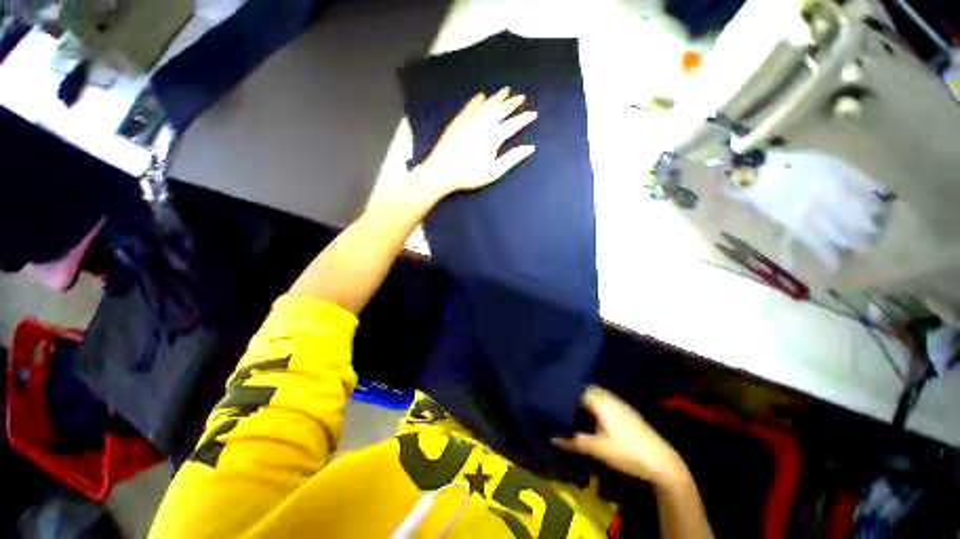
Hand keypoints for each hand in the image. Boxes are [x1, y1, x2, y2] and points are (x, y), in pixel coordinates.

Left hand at [416, 87, 536, 197]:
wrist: (442, 171)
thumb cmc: (470, 175)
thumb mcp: (494, 171)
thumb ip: (512, 158)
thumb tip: (530, 148)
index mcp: (494, 136)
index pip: (513, 124)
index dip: (524, 119)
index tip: (533, 114)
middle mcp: (483, 123)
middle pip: (501, 110)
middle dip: (512, 103)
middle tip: (521, 97)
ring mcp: (469, 120)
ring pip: (486, 104)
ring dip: (497, 97)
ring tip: (506, 90)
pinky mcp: (458, 121)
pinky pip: (470, 106)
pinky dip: (477, 100)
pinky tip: (481, 96)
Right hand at [555, 387, 689, 486]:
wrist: (661, 461)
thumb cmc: (626, 451)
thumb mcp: (596, 448)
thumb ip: (572, 441)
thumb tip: (551, 437)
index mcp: (599, 399)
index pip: (574, 388)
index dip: (561, 391)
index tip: (549, 397)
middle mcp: (607, 395)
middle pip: (583, 390)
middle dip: (570, 396)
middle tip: (556, 403)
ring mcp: (617, 402)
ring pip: (593, 396)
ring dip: (581, 401)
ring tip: (568, 409)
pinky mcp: (624, 411)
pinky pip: (602, 402)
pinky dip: (591, 406)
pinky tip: (588, 417)